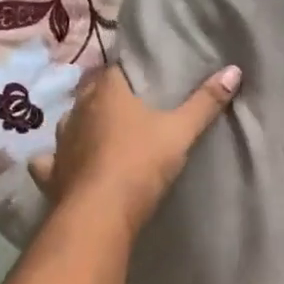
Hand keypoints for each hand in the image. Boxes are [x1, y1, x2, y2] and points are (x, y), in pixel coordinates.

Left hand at [30, 63, 239, 234]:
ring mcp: (60, 143)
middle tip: (126, 102)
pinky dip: (57, 161)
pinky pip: (50, 161)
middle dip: (104, 95)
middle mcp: (78, 111)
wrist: (101, 213)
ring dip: (82, 124)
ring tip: (100, 130)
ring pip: (69, 123)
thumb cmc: (141, 163)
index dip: (128, 71)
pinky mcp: (51, 174)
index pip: (114, 69)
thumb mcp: (181, 132)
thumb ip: (206, 102)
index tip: (143, 76)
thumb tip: (234, 70)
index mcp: (107, 94)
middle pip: (89, 93)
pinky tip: (64, 165)